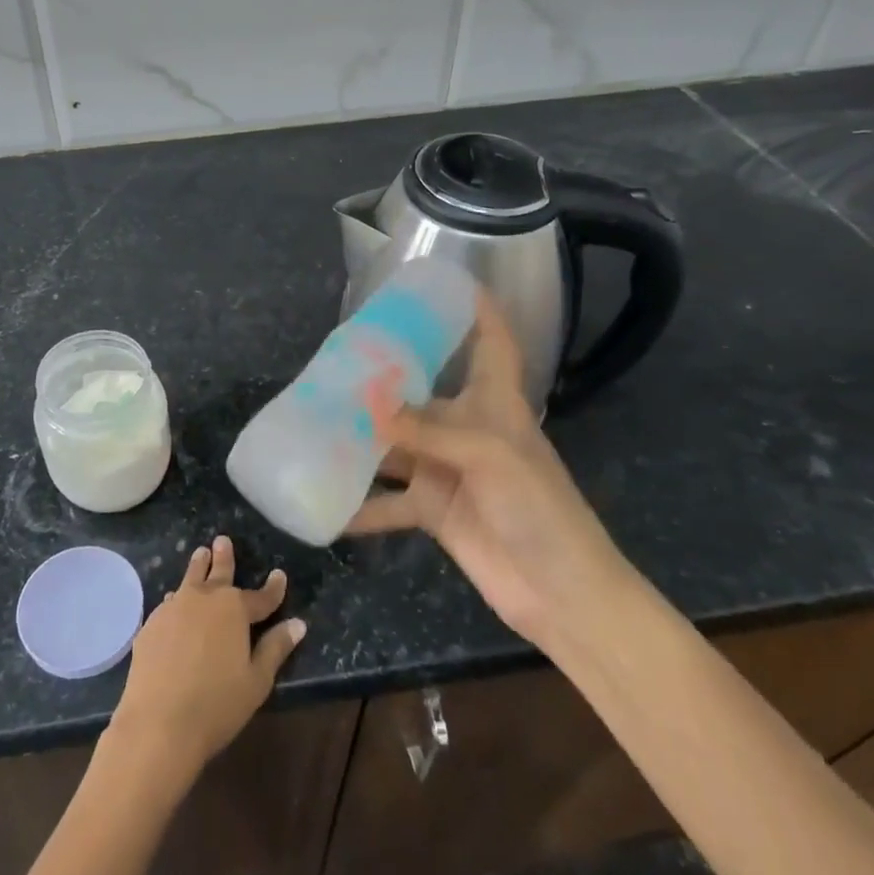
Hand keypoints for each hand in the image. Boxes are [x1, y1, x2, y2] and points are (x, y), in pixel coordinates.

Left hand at [107, 536, 306, 783]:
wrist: (158, 723)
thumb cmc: (216, 704)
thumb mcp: (256, 680)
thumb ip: (276, 648)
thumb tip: (298, 624)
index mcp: (233, 609)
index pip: (260, 597)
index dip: (273, 588)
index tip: (279, 575)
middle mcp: (203, 599)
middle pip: (218, 574)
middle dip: (224, 558)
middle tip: (222, 540)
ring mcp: (173, 610)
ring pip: (189, 581)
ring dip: (197, 568)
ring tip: (200, 554)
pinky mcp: (150, 626)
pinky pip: (168, 605)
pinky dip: (177, 600)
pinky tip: (174, 602)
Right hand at [347, 295, 631, 648]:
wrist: (559, 592)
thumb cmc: (538, 508)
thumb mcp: (488, 456)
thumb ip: (426, 430)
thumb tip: (367, 403)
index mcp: (495, 403)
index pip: (492, 342)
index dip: (477, 309)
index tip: (444, 282)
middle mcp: (467, 429)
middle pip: (422, 393)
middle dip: (385, 378)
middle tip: (337, 359)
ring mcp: (447, 470)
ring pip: (395, 445)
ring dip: (361, 439)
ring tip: (314, 422)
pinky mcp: (433, 510)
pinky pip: (387, 503)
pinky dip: (359, 506)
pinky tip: (323, 503)